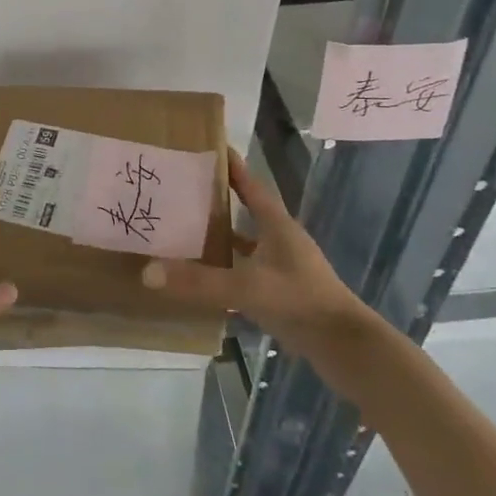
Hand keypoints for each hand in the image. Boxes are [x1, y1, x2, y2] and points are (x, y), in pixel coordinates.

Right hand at [141, 149, 372, 367]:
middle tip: (181, 190)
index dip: (233, 167)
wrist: (346, 348)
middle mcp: (280, 241)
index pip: (252, 187)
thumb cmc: (301, 302)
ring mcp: (282, 269)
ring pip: (244, 245)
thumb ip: (200, 281)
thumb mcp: (248, 287)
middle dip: (216, 202)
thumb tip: (149, 271)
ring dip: (219, 239)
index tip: (211, 147)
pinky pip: (245, 273)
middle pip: (245, 213)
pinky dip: (225, 272)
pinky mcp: (281, 294)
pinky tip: (203, 278)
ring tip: (183, 232)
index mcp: (277, 227)